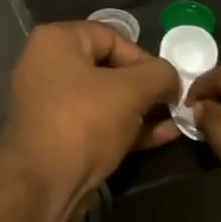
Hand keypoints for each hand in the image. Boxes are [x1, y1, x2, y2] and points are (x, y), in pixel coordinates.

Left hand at [0, 22, 181, 221]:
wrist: (43, 184)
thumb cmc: (83, 121)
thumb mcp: (131, 90)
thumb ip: (159, 75)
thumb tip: (172, 79)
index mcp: (55, 42)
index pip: (111, 37)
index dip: (145, 57)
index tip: (169, 81)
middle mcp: (47, 67)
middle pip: (109, 69)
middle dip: (147, 87)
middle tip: (176, 102)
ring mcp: (51, 105)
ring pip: (106, 100)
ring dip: (143, 110)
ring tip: (177, 120)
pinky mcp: (59, 138)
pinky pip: (99, 124)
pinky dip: (128, 128)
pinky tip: (163, 137)